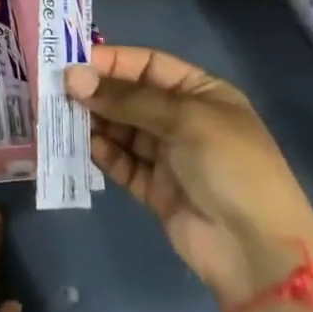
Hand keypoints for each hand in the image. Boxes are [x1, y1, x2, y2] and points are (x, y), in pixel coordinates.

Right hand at [66, 45, 312, 305]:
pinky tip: (79, 143)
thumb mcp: (184, 119)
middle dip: (97, 91)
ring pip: (122, 129)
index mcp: (201, 93)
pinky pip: (121, 162)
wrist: (256, 250)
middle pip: (131, 96)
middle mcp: (183, 119)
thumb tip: (73, 78)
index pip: (149, 65)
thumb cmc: (230, 166)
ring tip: (58, 114)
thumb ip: (127, 99)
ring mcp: (169, 155)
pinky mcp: (154, 188)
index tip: (73, 61)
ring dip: (93, 121)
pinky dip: (101, 152)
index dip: (113, 61)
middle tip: (56, 89)